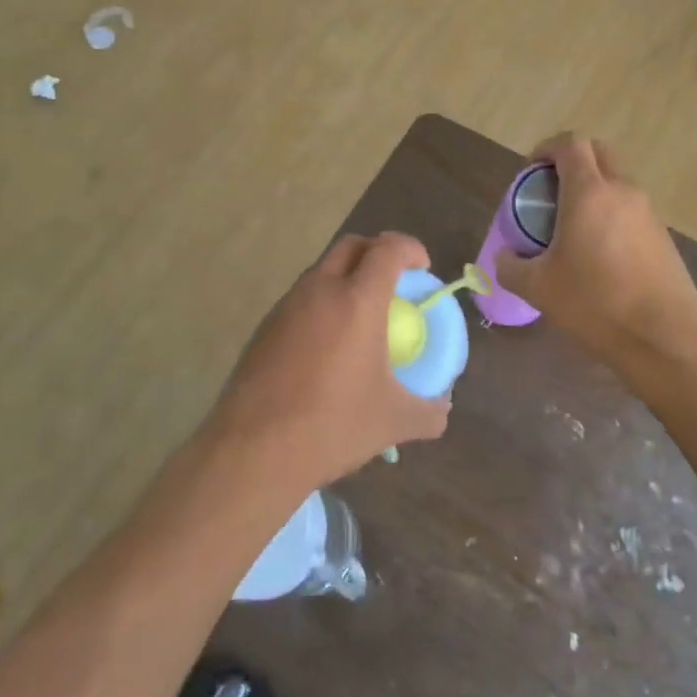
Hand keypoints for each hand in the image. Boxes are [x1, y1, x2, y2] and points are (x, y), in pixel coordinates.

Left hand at [208, 232, 450, 493]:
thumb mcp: (393, 422)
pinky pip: (301, 299)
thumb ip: (428, 412)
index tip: (422, 268)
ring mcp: (286, 306)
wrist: (253, 450)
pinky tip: (328, 345)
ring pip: (322, 270)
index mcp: (357, 301)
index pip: (387, 249)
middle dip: (378, 251)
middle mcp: (320, 290)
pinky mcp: (264, 327)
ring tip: (362, 314)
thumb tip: (443, 409)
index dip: (409, 249)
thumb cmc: (331, 426)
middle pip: (351, 246)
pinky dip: (322, 303)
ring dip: (346, 277)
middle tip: (395, 280)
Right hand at [494, 135, 696, 369]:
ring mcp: (649, 214)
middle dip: (571, 163)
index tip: (530, 172)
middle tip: (549, 193)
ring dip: (593, 191)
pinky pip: (631, 211)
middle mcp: (623, 192)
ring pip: (617, 183)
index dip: (546, 149)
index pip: (570, 144)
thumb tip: (504, 257)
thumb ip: (511, 266)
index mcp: (590, 193)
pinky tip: (599, 255)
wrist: (663, 338)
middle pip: (598, 154)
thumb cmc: (594, 304)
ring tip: (570, 228)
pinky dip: (611, 216)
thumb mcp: (538, 288)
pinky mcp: (664, 237)